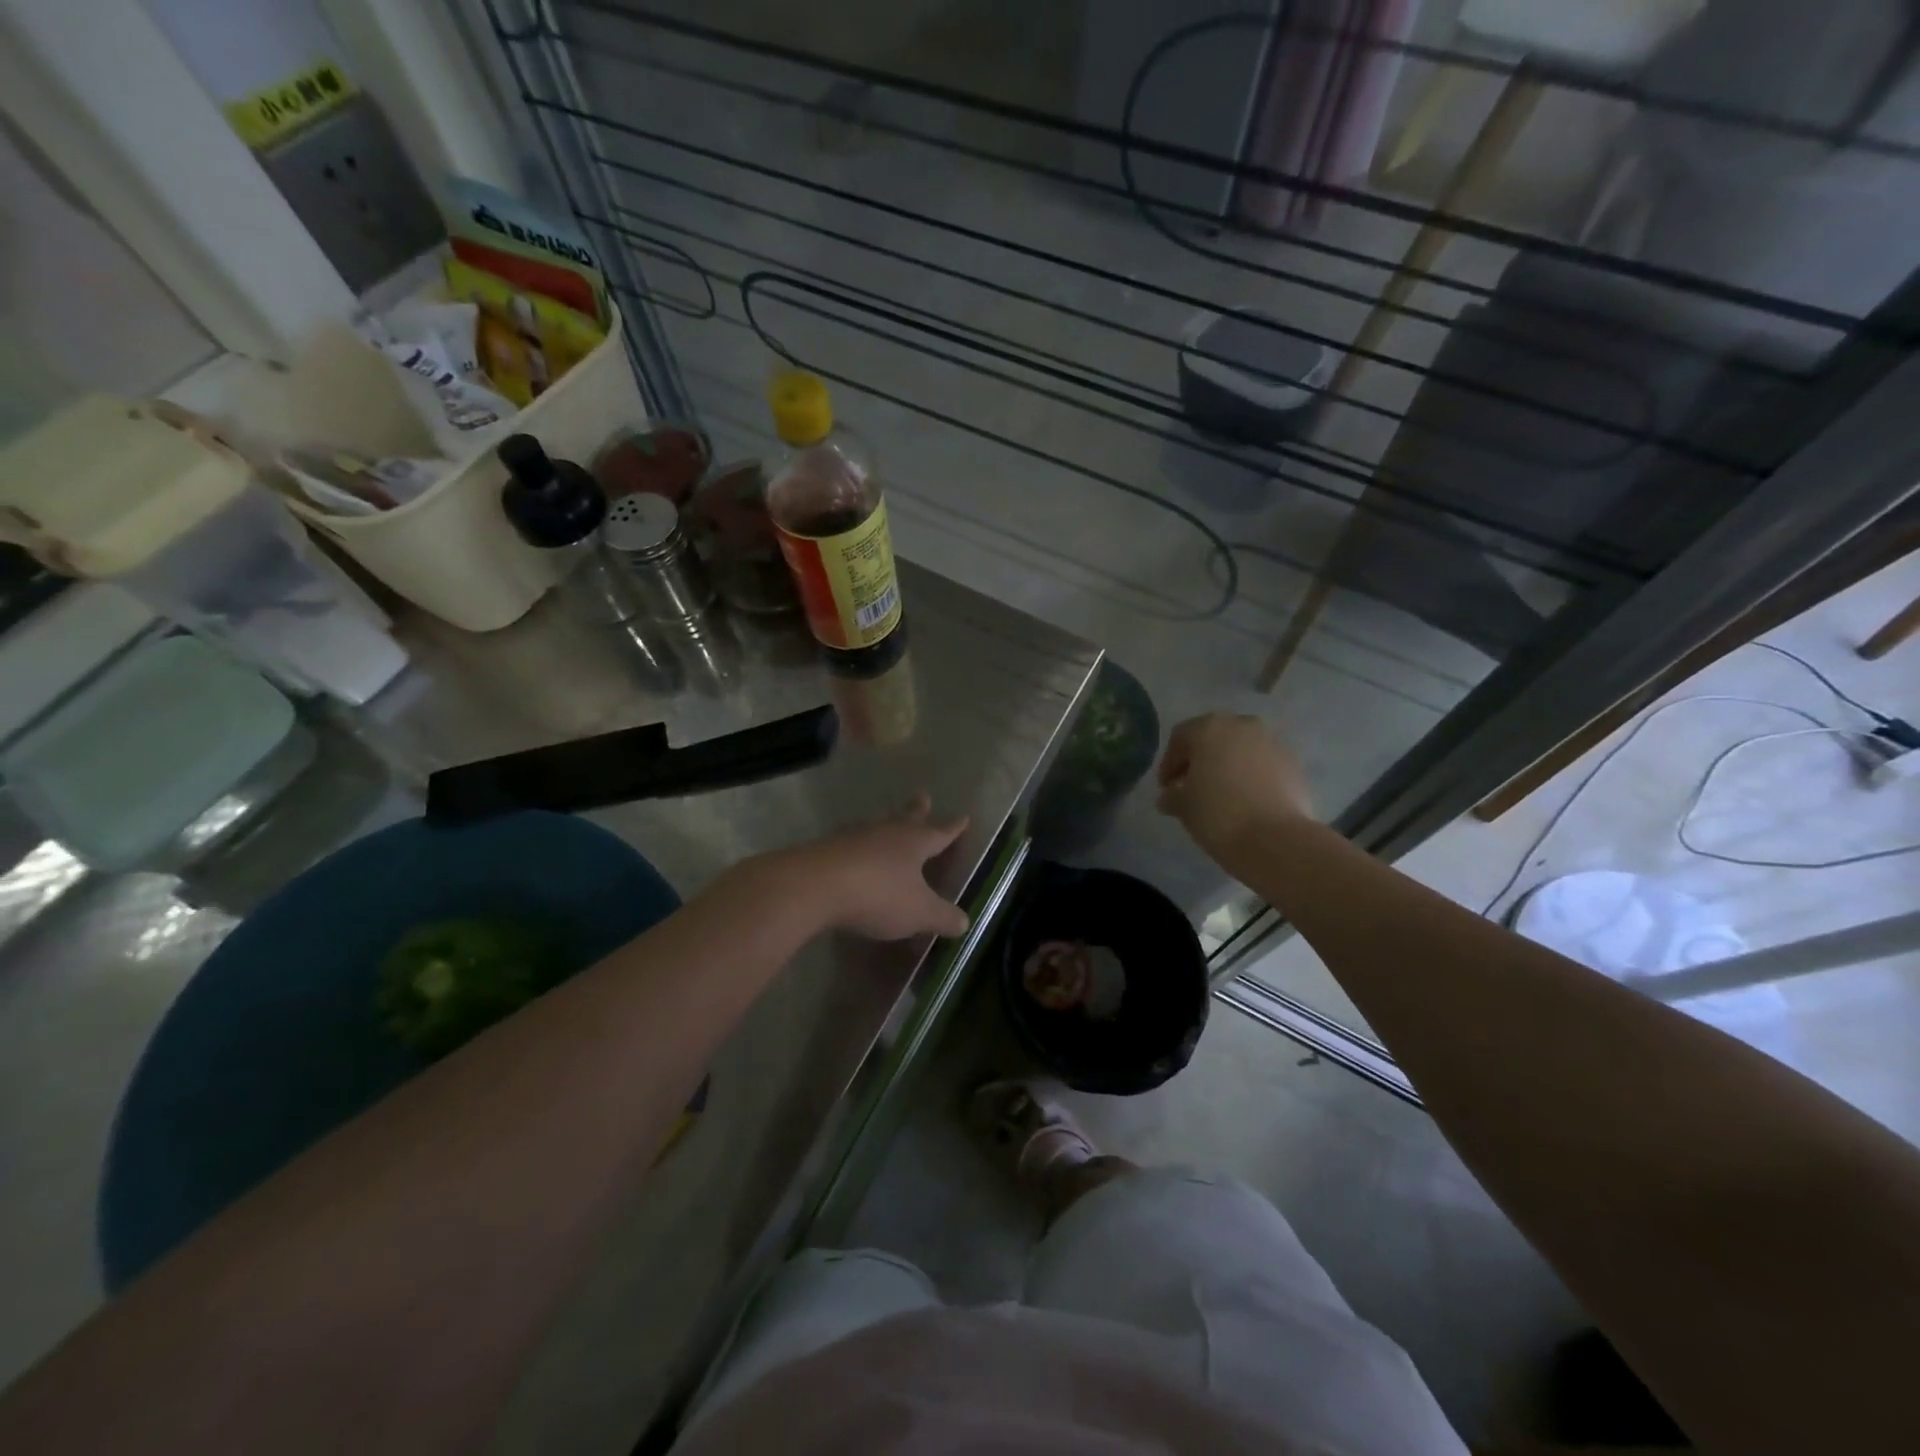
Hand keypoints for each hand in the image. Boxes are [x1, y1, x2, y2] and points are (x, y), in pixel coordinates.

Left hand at [776, 796, 970, 940]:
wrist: (815, 886)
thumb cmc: (878, 895)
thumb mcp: (919, 912)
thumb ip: (942, 917)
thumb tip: (965, 921)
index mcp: (914, 843)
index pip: (940, 833)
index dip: (953, 828)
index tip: (963, 817)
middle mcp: (886, 832)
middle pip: (906, 818)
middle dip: (918, 810)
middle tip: (924, 796)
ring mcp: (855, 837)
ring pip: (877, 825)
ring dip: (885, 822)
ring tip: (887, 818)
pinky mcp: (828, 849)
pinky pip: (851, 842)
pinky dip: (859, 844)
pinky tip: (853, 848)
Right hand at [1156, 714, 1311, 860]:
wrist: (1275, 839)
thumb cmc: (1217, 814)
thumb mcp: (1183, 806)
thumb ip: (1172, 796)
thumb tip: (1169, 797)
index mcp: (1209, 728)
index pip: (1180, 738)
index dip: (1169, 763)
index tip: (1166, 789)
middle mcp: (1242, 726)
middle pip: (1213, 738)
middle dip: (1201, 761)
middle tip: (1192, 788)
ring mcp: (1272, 743)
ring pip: (1241, 750)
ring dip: (1228, 767)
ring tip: (1221, 797)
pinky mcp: (1294, 765)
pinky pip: (1263, 765)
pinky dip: (1252, 777)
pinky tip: (1247, 802)